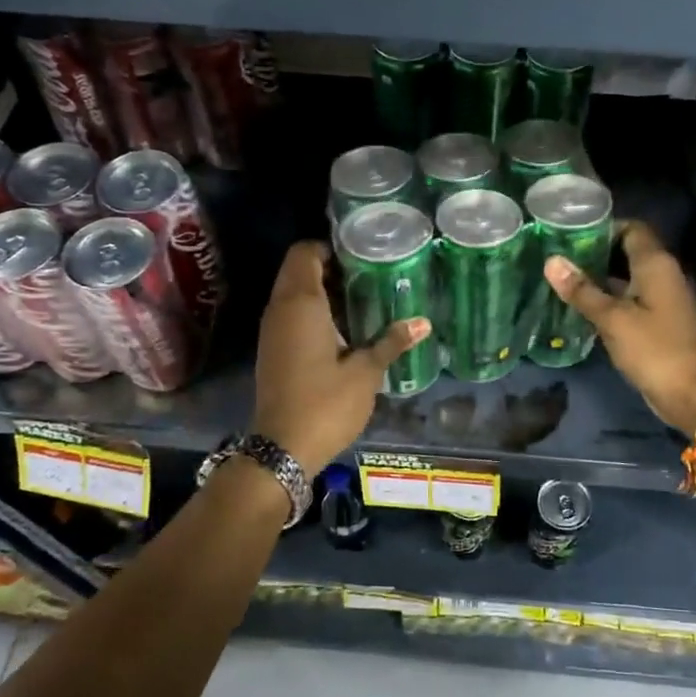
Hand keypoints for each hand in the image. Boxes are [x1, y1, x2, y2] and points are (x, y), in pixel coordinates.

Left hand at [251, 242, 430, 477]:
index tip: (360, 254)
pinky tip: (343, 329)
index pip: (305, 253)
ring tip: (362, 299)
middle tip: (368, 275)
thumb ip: (391, 342)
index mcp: (301, 304)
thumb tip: (423, 323)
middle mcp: (280, 309)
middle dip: (329, 267)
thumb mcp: (366, 372)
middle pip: (298, 270)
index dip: (329, 247)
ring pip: (293, 293)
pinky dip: (312, 312)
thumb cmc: (326, 403)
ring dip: (321, 291)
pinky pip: (290, 315)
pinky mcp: (272, 350)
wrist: (282, 448)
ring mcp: (272, 331)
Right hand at [544, 220, 695, 435]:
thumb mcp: (612, 319)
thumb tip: (551, 261)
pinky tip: (581, 307)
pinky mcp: (657, 322)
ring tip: (562, 279)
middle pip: (627, 251)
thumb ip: (582, 290)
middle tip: (558, 257)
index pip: (631, 228)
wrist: (694, 395)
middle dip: (595, 253)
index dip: (602, 227)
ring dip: (599, 278)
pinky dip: (608, 299)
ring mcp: (661, 299)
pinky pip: (629, 300)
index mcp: (655, 264)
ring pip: (626, 278)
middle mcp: (661, 275)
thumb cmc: (654, 350)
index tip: (570, 234)